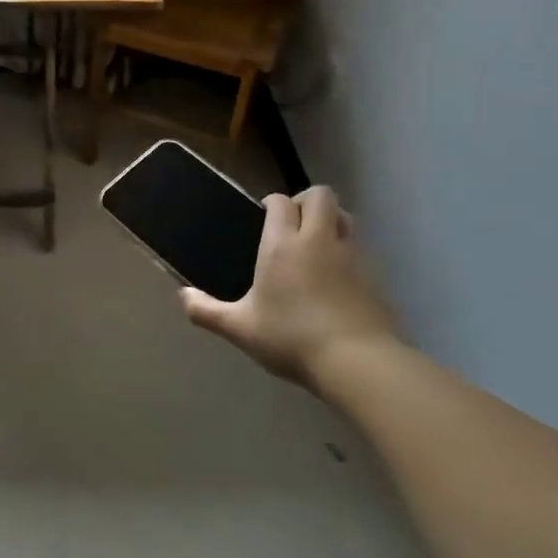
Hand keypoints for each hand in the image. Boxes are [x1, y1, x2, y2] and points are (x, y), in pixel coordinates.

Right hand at [181, 186, 398, 390]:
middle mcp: (319, 239)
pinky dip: (347, 254)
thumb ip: (207, 311)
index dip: (272, 203)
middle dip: (306, 201)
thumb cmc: (291, 338)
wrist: (358, 362)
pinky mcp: (375, 276)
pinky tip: (335, 282)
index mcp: (283, 244)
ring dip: (330, 223)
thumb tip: (183, 297)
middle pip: (321, 195)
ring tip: (315, 248)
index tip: (263, 216)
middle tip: (292, 226)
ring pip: (345, 218)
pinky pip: (359, 250)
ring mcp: (352, 255)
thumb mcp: (240, 329)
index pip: (280, 202)